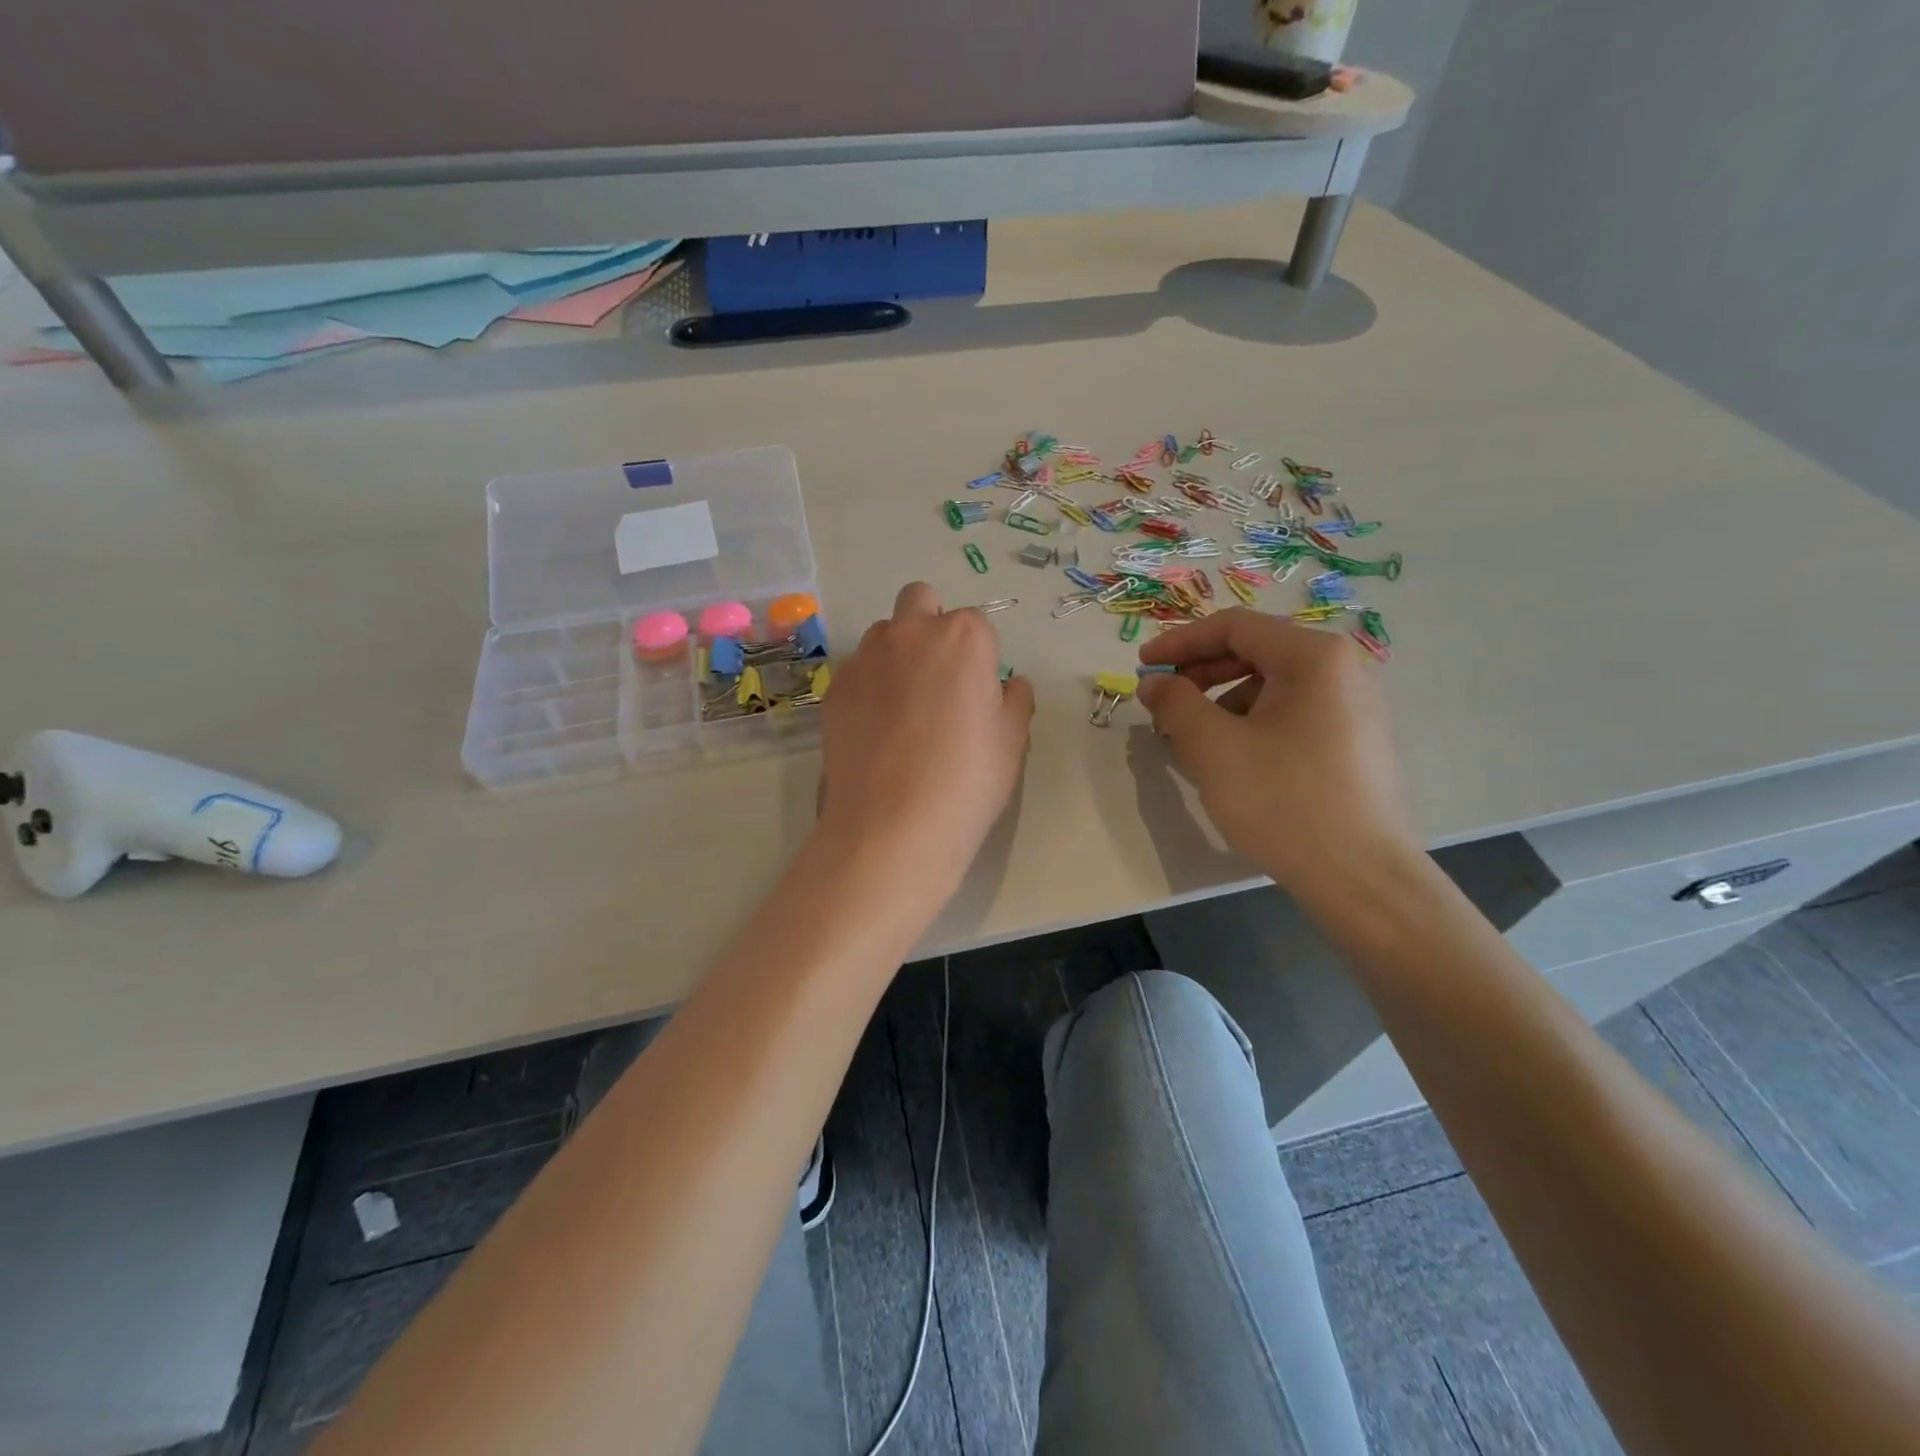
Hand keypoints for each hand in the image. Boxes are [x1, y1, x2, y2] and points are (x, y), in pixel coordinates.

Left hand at [816, 583, 1034, 904]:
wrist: (892, 824)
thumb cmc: (966, 780)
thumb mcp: (1012, 742)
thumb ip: (1015, 701)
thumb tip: (1010, 685)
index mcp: (963, 637)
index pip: (977, 624)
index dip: (981, 657)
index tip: (978, 692)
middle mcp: (910, 633)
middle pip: (921, 602)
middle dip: (932, 624)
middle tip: (940, 677)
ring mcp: (865, 658)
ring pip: (884, 633)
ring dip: (898, 651)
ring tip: (904, 706)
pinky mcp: (834, 689)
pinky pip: (857, 670)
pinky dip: (870, 684)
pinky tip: (876, 729)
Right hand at [1135, 608, 1418, 895]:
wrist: (1359, 877)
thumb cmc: (1282, 801)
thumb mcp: (1213, 747)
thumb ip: (1175, 703)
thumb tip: (1154, 683)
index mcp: (1314, 657)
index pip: (1234, 627)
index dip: (1180, 642)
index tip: (1142, 667)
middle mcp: (1342, 669)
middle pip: (1255, 652)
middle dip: (1200, 673)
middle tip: (1161, 701)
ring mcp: (1352, 706)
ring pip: (1270, 686)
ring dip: (1221, 702)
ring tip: (1190, 738)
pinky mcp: (1353, 740)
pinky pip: (1290, 713)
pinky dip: (1249, 723)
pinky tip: (1229, 758)